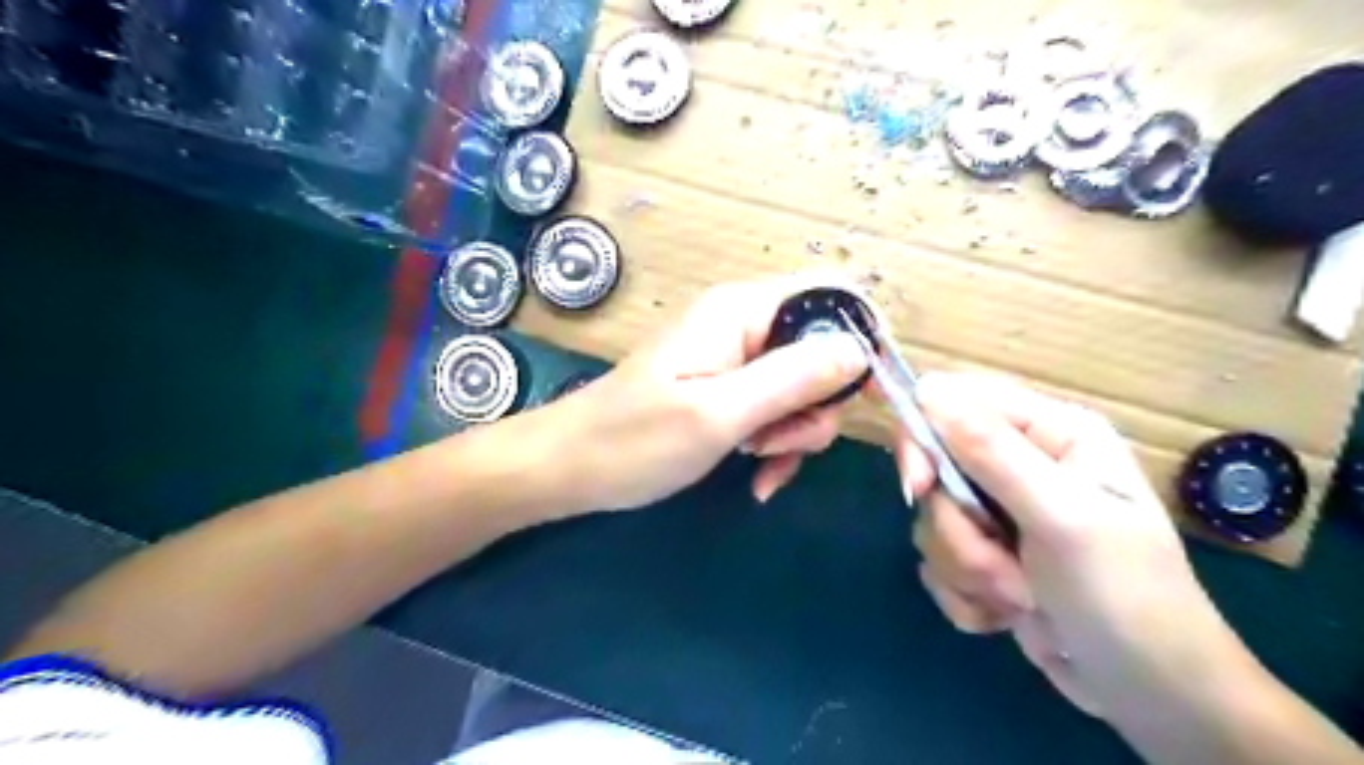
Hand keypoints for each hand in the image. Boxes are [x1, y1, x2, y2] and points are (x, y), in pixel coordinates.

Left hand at [547, 276, 868, 513]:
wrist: (571, 468)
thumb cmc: (634, 439)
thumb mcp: (719, 413)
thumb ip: (792, 378)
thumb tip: (859, 349)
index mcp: (741, 311)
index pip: (830, 296)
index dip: (863, 339)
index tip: (875, 396)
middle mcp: (744, 325)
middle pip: (823, 350)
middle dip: (819, 405)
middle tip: (782, 442)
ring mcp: (735, 359)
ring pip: (803, 389)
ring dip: (796, 432)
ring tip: (758, 461)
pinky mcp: (727, 390)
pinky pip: (776, 410)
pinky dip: (777, 443)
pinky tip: (758, 477)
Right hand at [905, 372, 1249, 721]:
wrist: (1151, 697)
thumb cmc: (1124, 595)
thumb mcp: (1062, 518)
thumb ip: (992, 452)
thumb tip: (927, 390)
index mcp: (1050, 432)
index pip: (954, 401)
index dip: (925, 437)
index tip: (919, 487)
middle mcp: (1019, 463)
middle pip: (934, 467)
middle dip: (957, 527)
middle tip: (994, 561)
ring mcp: (999, 512)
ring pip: (933, 520)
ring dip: (967, 567)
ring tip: (1020, 596)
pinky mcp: (984, 555)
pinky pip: (937, 560)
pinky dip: (966, 594)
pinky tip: (1009, 613)